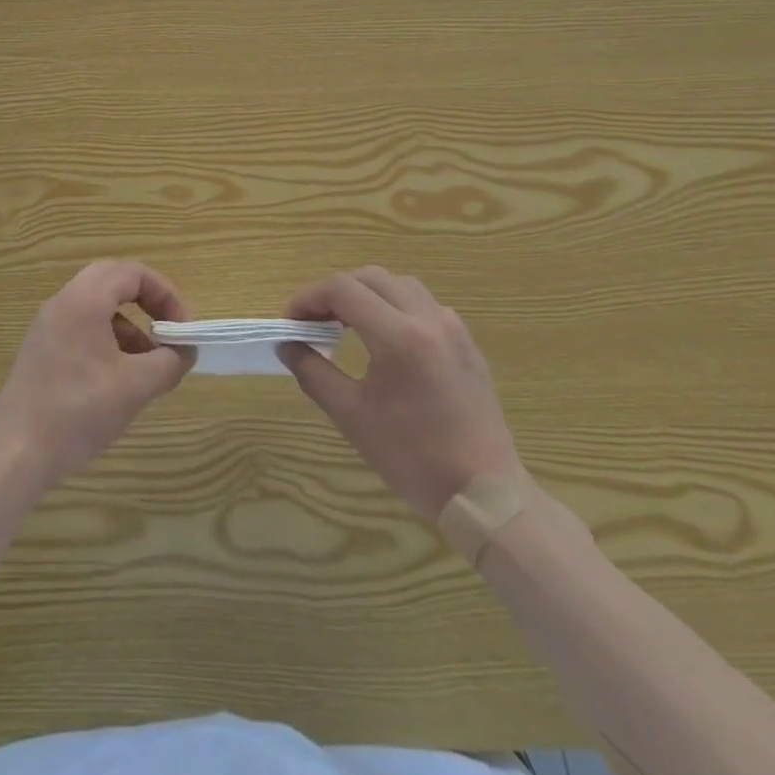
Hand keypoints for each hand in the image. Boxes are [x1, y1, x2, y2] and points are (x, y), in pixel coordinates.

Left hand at [0, 260, 195, 489]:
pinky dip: (108, 339)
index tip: (183, 329)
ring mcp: (48, 325)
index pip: (133, 273)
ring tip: (148, 363)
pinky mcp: (42, 348)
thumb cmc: (78, 412)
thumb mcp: (136, 387)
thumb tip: (186, 350)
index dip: (166, 294)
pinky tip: (119, 378)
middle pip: (113, 280)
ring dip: (129, 324)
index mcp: (84, 301)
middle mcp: (63, 302)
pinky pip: (83, 326)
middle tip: (168, 331)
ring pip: (98, 305)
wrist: (16, 452)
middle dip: (148, 302)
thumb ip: (170, 362)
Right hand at [280, 266, 522, 519]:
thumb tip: (287, 345)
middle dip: (335, 292)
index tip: (291, 322)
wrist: (486, 495)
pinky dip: (395, 308)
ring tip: (347, 325)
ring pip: (400, 286)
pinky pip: (424, 306)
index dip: (309, 298)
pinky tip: (387, 341)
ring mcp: (453, 329)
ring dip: (367, 294)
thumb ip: (313, 373)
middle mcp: (428, 319)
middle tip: (313, 321)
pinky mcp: (467, 344)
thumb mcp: (352, 417)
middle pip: (370, 278)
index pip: (342, 289)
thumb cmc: (414, 458)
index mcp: (399, 336)